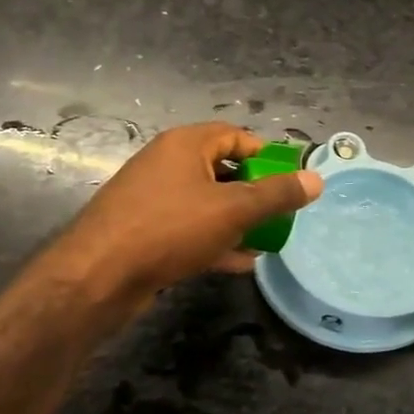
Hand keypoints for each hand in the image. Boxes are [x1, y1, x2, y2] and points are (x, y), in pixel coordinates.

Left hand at [31, 122, 321, 329]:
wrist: (97, 277)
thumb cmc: (170, 229)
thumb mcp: (234, 209)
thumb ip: (277, 194)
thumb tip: (316, 179)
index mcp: (185, 145)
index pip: (236, 136)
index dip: (267, 155)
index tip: (290, 180)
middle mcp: (167, 164)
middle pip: (223, 169)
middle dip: (255, 193)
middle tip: (280, 213)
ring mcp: (153, 199)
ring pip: (207, 202)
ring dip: (237, 221)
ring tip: (266, 241)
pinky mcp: (145, 231)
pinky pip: (190, 228)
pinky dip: (214, 240)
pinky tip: (237, 263)